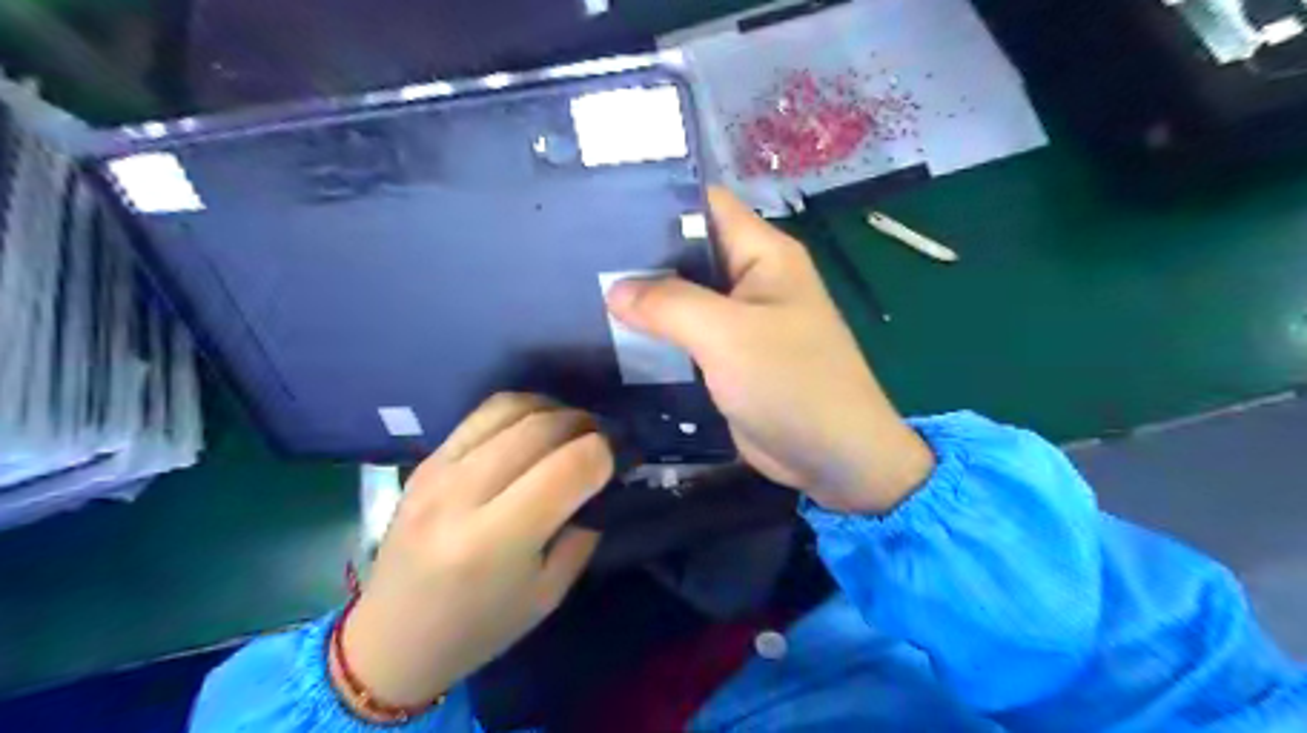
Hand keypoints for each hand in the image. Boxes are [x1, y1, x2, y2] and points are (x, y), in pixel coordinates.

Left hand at [331, 394, 606, 709]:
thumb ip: (582, 532)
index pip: (569, 468)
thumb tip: (602, 479)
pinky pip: (481, 415)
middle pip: (541, 429)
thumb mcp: (548, 594)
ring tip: (571, 428)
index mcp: (495, 541)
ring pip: (510, 409)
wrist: (392, 639)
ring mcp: (437, 471)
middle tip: (603, 438)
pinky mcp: (425, 461)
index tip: (619, 460)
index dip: (604, 455)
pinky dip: (519, 411)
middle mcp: (462, 495)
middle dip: (585, 425)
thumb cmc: (479, 628)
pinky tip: (533, 428)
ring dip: (553, 410)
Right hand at [607, 188, 933, 515]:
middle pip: (687, 252)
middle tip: (577, 256)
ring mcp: (737, 323)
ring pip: (681, 299)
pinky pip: (684, 338)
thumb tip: (615, 289)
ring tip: (580, 294)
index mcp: (763, 254)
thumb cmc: (792, 384)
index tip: (601, 208)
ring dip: (643, 301)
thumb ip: (669, 304)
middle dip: (638, 256)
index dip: (656, 200)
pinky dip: (654, 338)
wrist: (832, 459)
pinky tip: (608, 338)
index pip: (705, 205)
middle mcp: (750, 280)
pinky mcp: (726, 359)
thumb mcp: (728, 335)